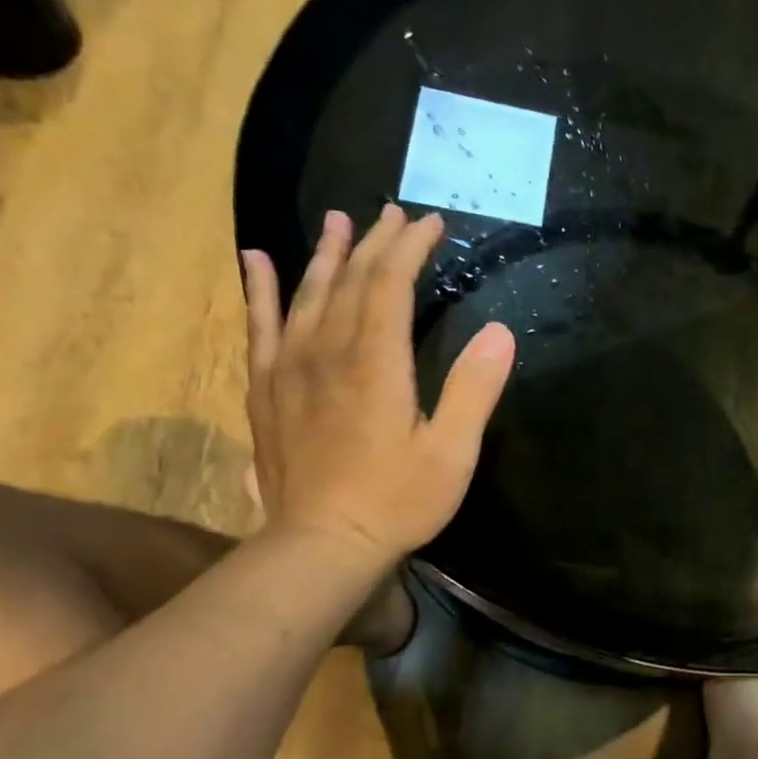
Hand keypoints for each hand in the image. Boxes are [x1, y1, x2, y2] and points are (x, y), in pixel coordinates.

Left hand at [241, 205, 515, 569]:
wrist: (321, 545)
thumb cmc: (396, 501)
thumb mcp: (451, 452)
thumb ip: (474, 389)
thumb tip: (501, 332)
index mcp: (376, 363)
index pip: (390, 285)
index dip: (410, 248)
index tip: (430, 224)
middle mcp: (328, 352)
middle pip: (350, 280)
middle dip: (375, 242)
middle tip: (393, 213)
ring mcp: (289, 369)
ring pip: (306, 294)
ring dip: (326, 254)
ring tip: (338, 221)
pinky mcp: (265, 390)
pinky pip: (261, 326)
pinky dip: (259, 290)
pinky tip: (256, 262)